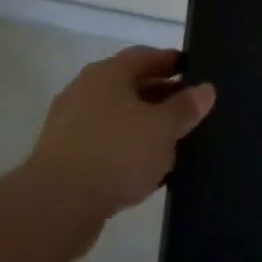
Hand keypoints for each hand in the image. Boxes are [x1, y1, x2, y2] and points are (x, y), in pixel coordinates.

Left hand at [24, 46, 214, 243]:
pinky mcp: (65, 158)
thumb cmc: (115, 153)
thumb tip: (206, 89)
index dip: (172, 63)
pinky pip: (105, 147)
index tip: (195, 73)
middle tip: (189, 112)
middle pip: (131, 86)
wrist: (55, 205)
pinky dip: (126, 153)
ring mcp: (71, 124)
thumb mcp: (162, 129)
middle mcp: (86, 90)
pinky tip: (146, 174)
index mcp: (108, 73)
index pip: (146, 56)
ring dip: (144, 129)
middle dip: (161, 98)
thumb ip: (185, 108)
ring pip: (118, 119)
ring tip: (173, 146)